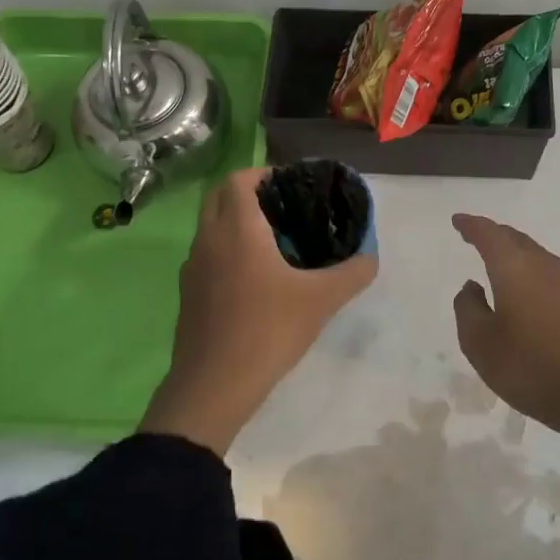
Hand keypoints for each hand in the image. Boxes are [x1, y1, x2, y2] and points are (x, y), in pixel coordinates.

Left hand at [140, 167, 377, 454]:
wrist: (213, 386)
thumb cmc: (268, 330)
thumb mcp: (321, 300)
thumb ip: (352, 273)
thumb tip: (370, 257)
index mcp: (236, 229)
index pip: (238, 179)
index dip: (263, 174)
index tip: (291, 185)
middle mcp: (208, 239)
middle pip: (219, 197)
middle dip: (249, 193)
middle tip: (285, 209)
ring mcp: (193, 267)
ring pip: (211, 227)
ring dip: (236, 223)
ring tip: (275, 242)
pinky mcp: (188, 293)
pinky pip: (208, 255)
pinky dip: (227, 250)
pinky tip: (256, 279)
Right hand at [451, 213, 559, 434]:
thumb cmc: (529, 364)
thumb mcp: (480, 343)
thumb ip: (468, 310)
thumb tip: (472, 286)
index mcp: (513, 266)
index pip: (488, 234)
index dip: (471, 225)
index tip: (458, 221)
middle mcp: (541, 265)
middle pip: (514, 238)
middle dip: (493, 234)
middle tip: (475, 236)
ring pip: (534, 254)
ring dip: (514, 252)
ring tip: (498, 261)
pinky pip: (547, 272)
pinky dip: (529, 270)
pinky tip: (525, 290)